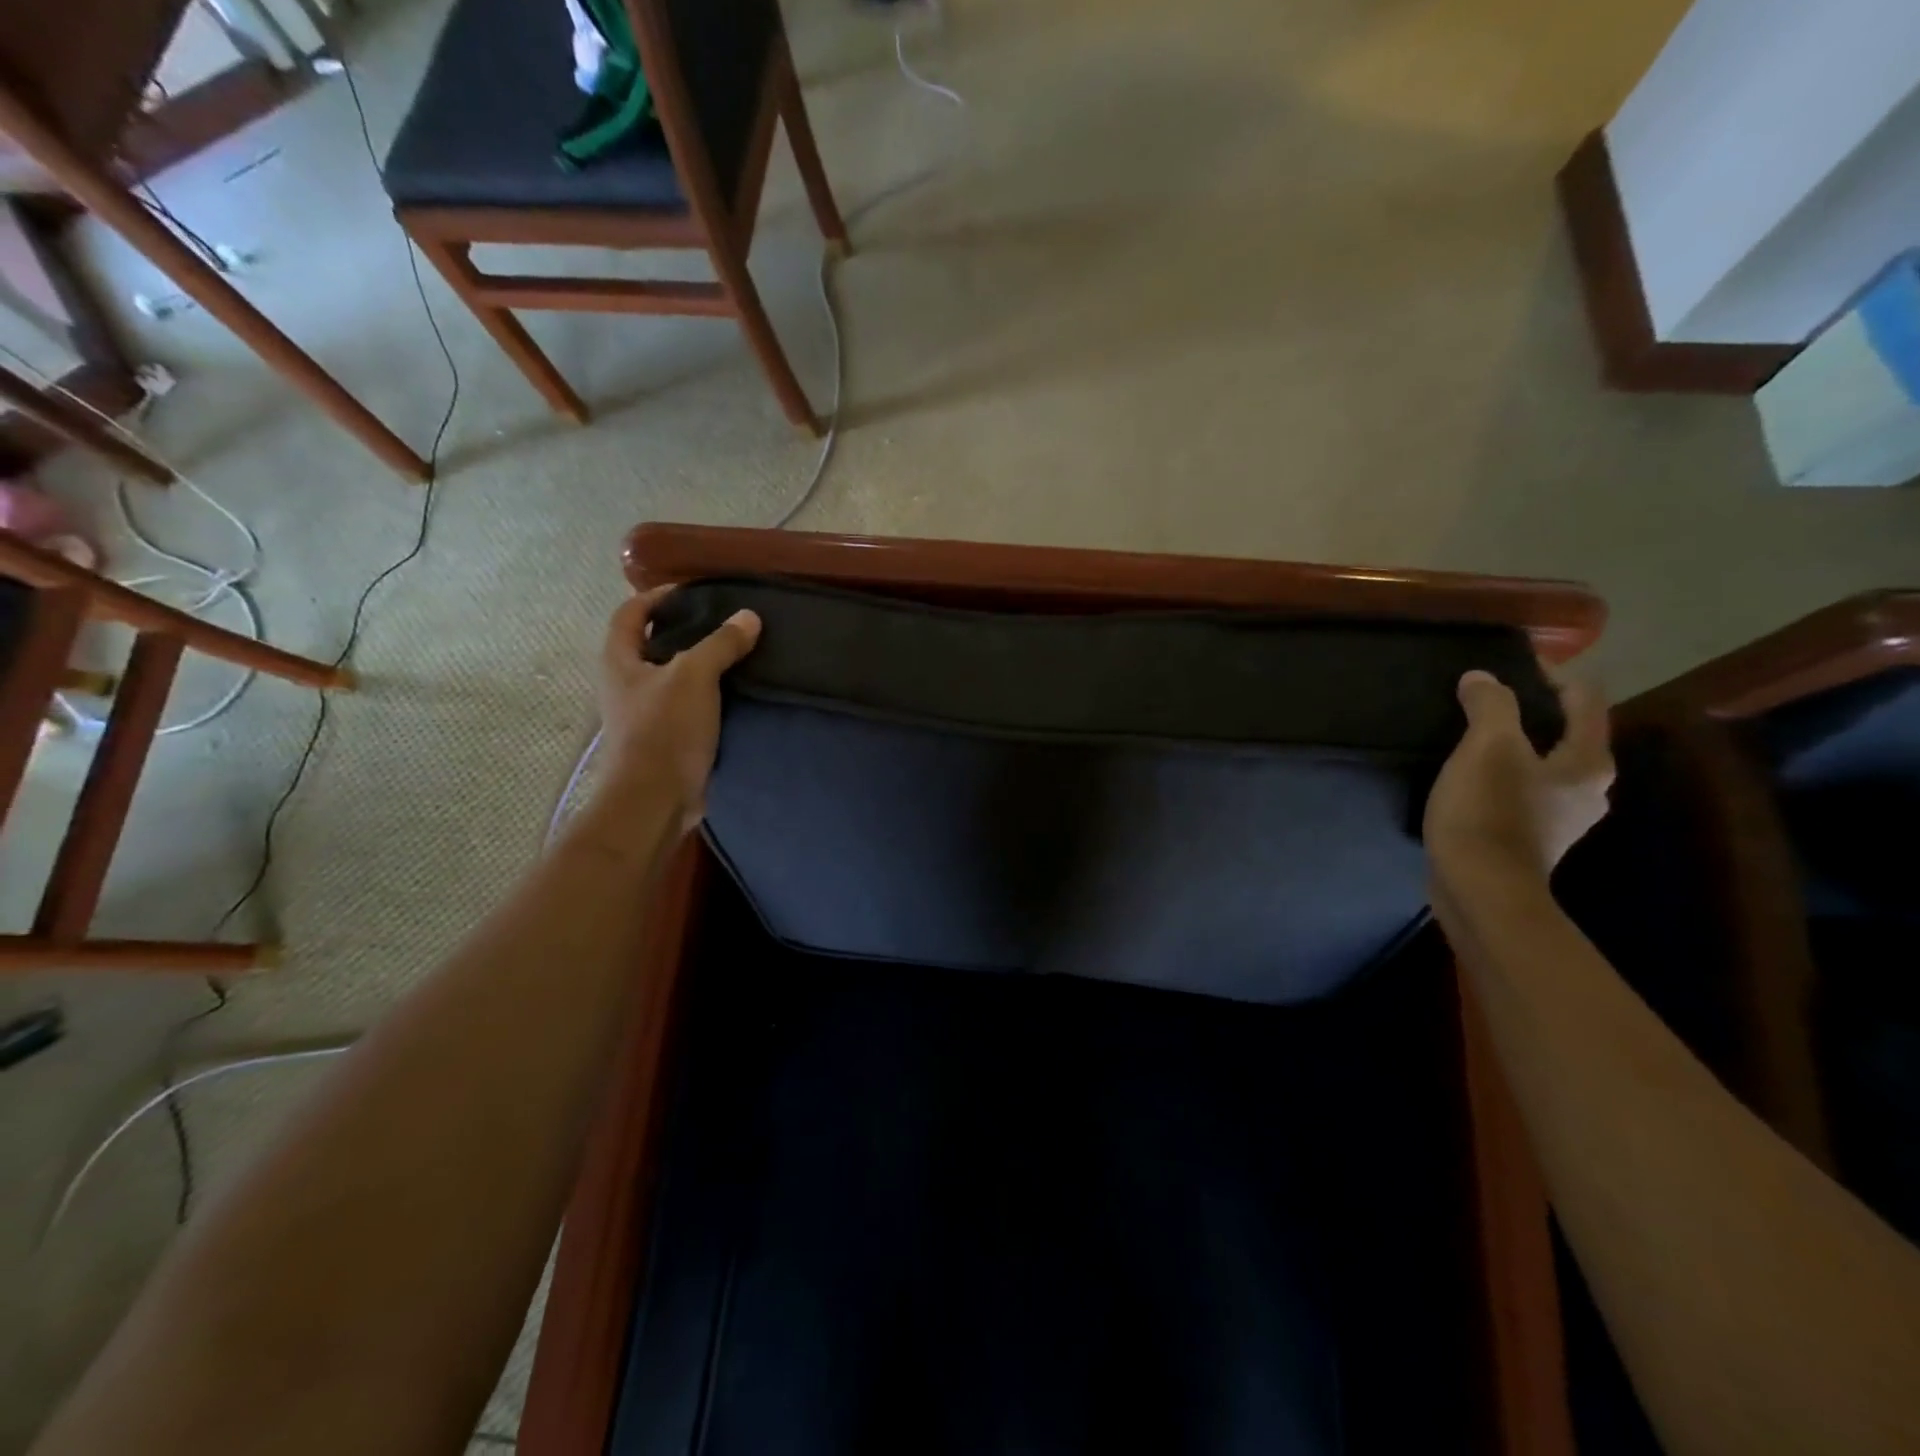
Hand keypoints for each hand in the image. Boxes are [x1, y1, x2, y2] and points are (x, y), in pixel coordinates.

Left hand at [597, 585, 760, 832]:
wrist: (656, 798)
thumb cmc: (665, 729)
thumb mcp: (695, 676)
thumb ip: (721, 643)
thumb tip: (749, 617)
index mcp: (619, 661)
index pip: (630, 613)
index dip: (655, 596)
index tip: (691, 592)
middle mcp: (625, 684)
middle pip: (649, 644)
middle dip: (681, 630)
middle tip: (720, 622)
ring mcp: (643, 714)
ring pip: (670, 677)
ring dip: (697, 665)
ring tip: (734, 654)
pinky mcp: (663, 739)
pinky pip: (685, 706)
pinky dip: (706, 695)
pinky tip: (734, 694)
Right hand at [1424, 670, 1613, 889]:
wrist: (1479, 888)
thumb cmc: (1490, 812)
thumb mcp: (1487, 748)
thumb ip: (1490, 706)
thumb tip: (1482, 678)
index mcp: (1588, 760)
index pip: (1584, 699)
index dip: (1551, 674)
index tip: (1509, 665)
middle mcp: (1587, 788)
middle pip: (1566, 732)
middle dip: (1531, 711)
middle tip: (1486, 700)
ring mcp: (1561, 817)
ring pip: (1543, 763)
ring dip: (1515, 745)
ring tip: (1472, 736)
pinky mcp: (1531, 837)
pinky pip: (1523, 790)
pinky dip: (1503, 774)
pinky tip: (1471, 777)